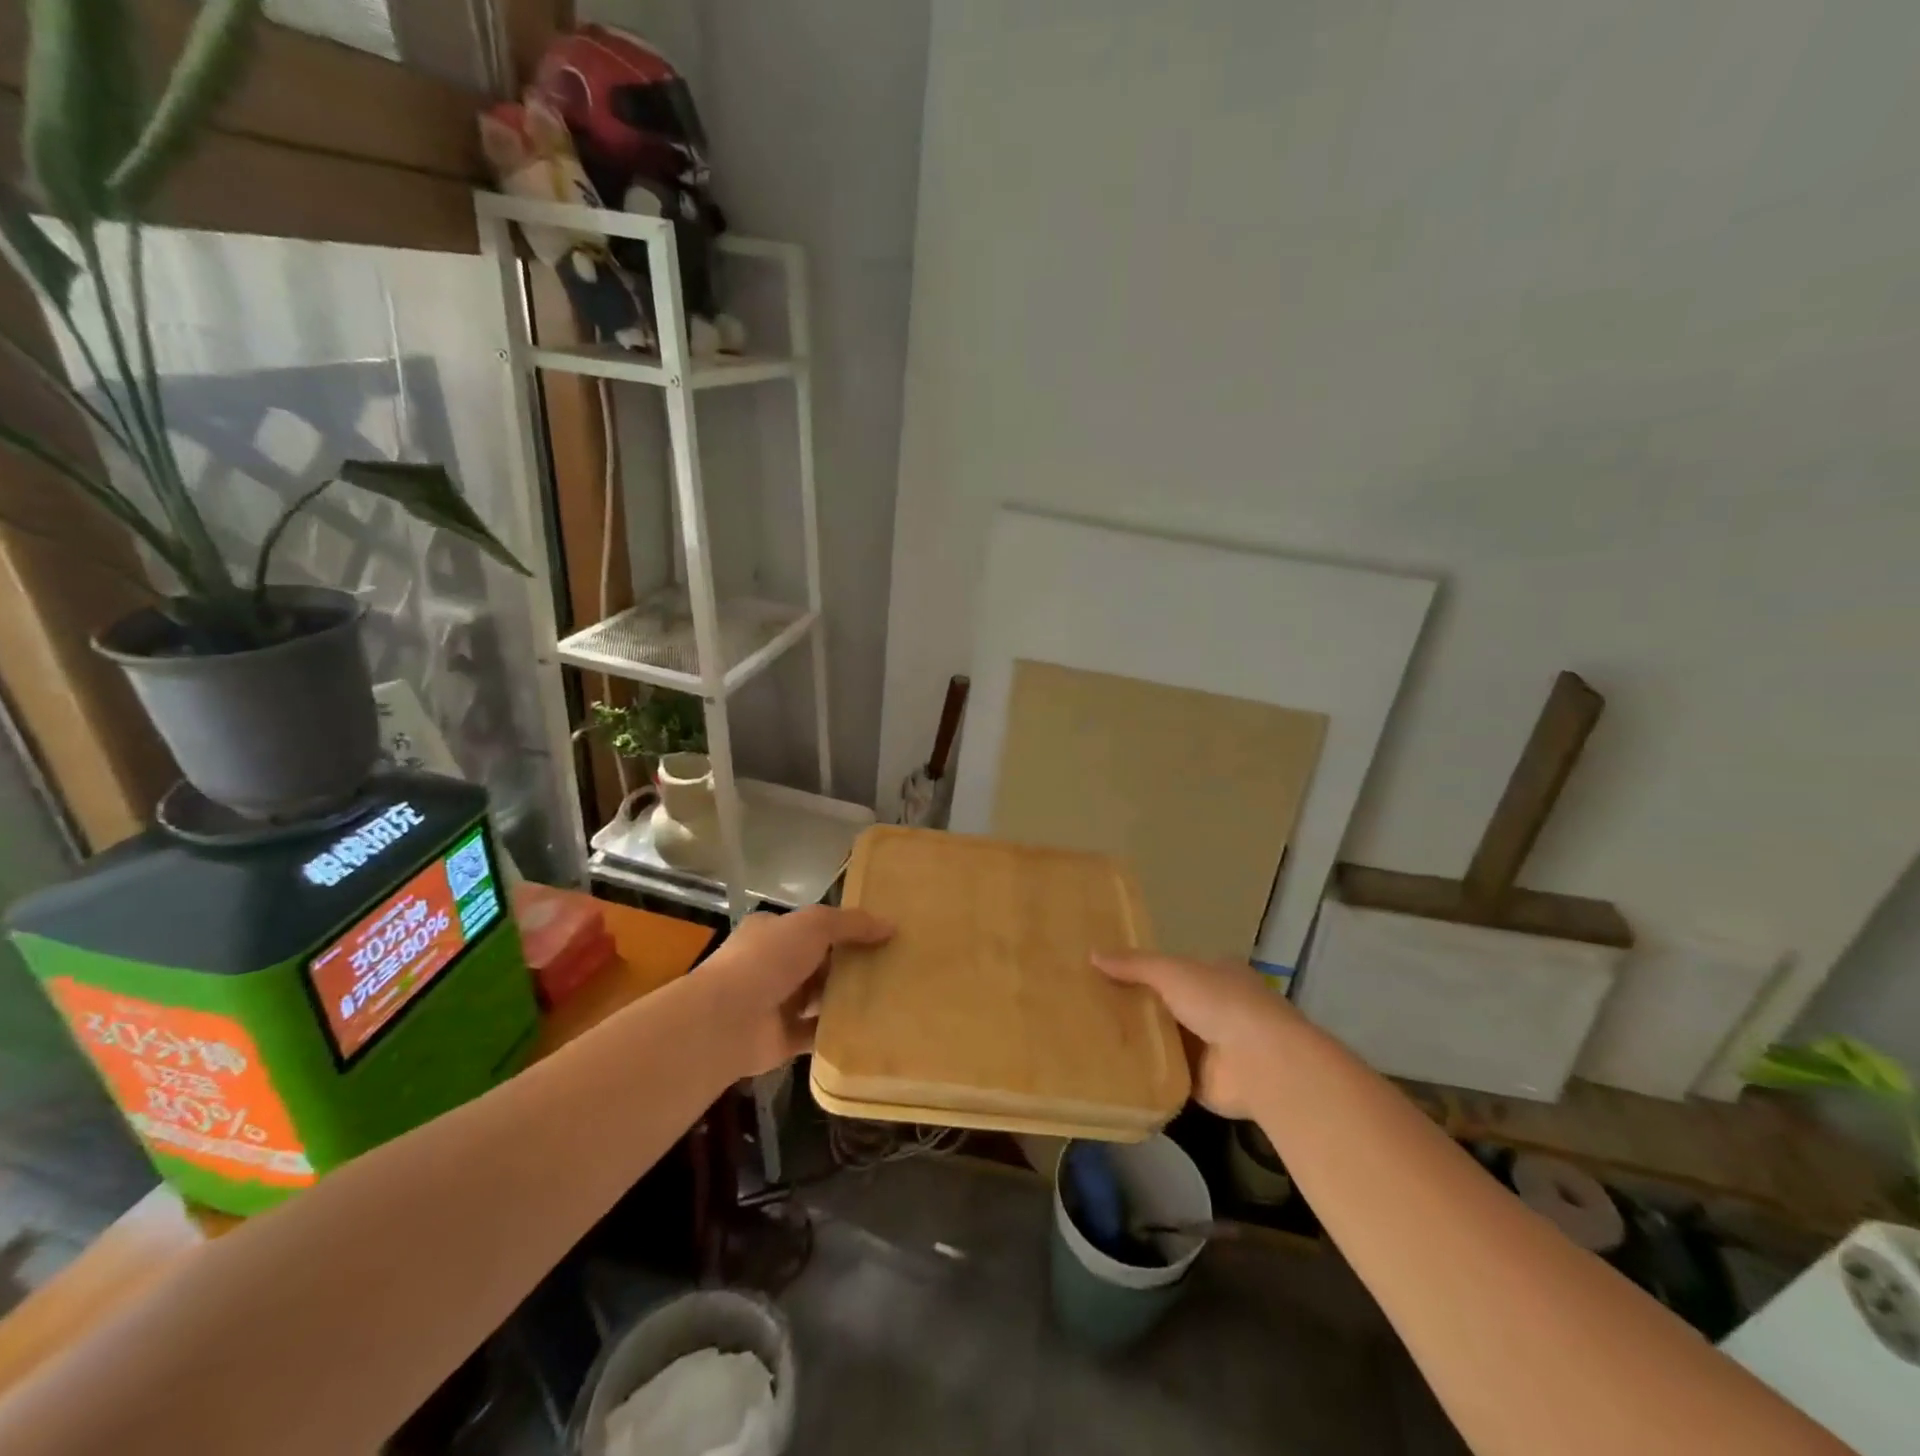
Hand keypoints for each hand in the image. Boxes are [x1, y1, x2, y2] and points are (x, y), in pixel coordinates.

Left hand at [699, 906, 893, 1077]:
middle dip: (850, 964)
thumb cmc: (768, 960)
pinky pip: (818, 1033)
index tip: (878, 934)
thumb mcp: (814, 925)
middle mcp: (771, 966)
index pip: (810, 927)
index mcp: (770, 933)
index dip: (843, 928)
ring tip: (890, 995)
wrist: (727, 1021)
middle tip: (893, 965)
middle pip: (818, 962)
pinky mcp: (783, 1039)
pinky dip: (840, 1031)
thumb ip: (852, 923)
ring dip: (847, 998)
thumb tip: (891, 925)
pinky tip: (872, 1027)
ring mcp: (775, 1004)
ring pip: (819, 998)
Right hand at [1094, 953, 1298, 1120]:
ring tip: (1091, 1037)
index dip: (1144, 971)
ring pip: (1166, 1040)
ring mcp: (1212, 1048)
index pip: (1175, 969)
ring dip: (1140, 1041)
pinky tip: (1112, 1070)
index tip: (1108, 974)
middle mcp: (1217, 1008)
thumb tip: (1092, 954)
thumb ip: (1133, 965)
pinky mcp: (1204, 1083)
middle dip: (1137, 1007)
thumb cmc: (1219, 1002)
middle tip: (1091, 1006)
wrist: (1260, 1063)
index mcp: (1216, 974)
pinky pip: (1166, 1074)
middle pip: (1167, 1005)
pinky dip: (1146, 1073)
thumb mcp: (1171, 972)